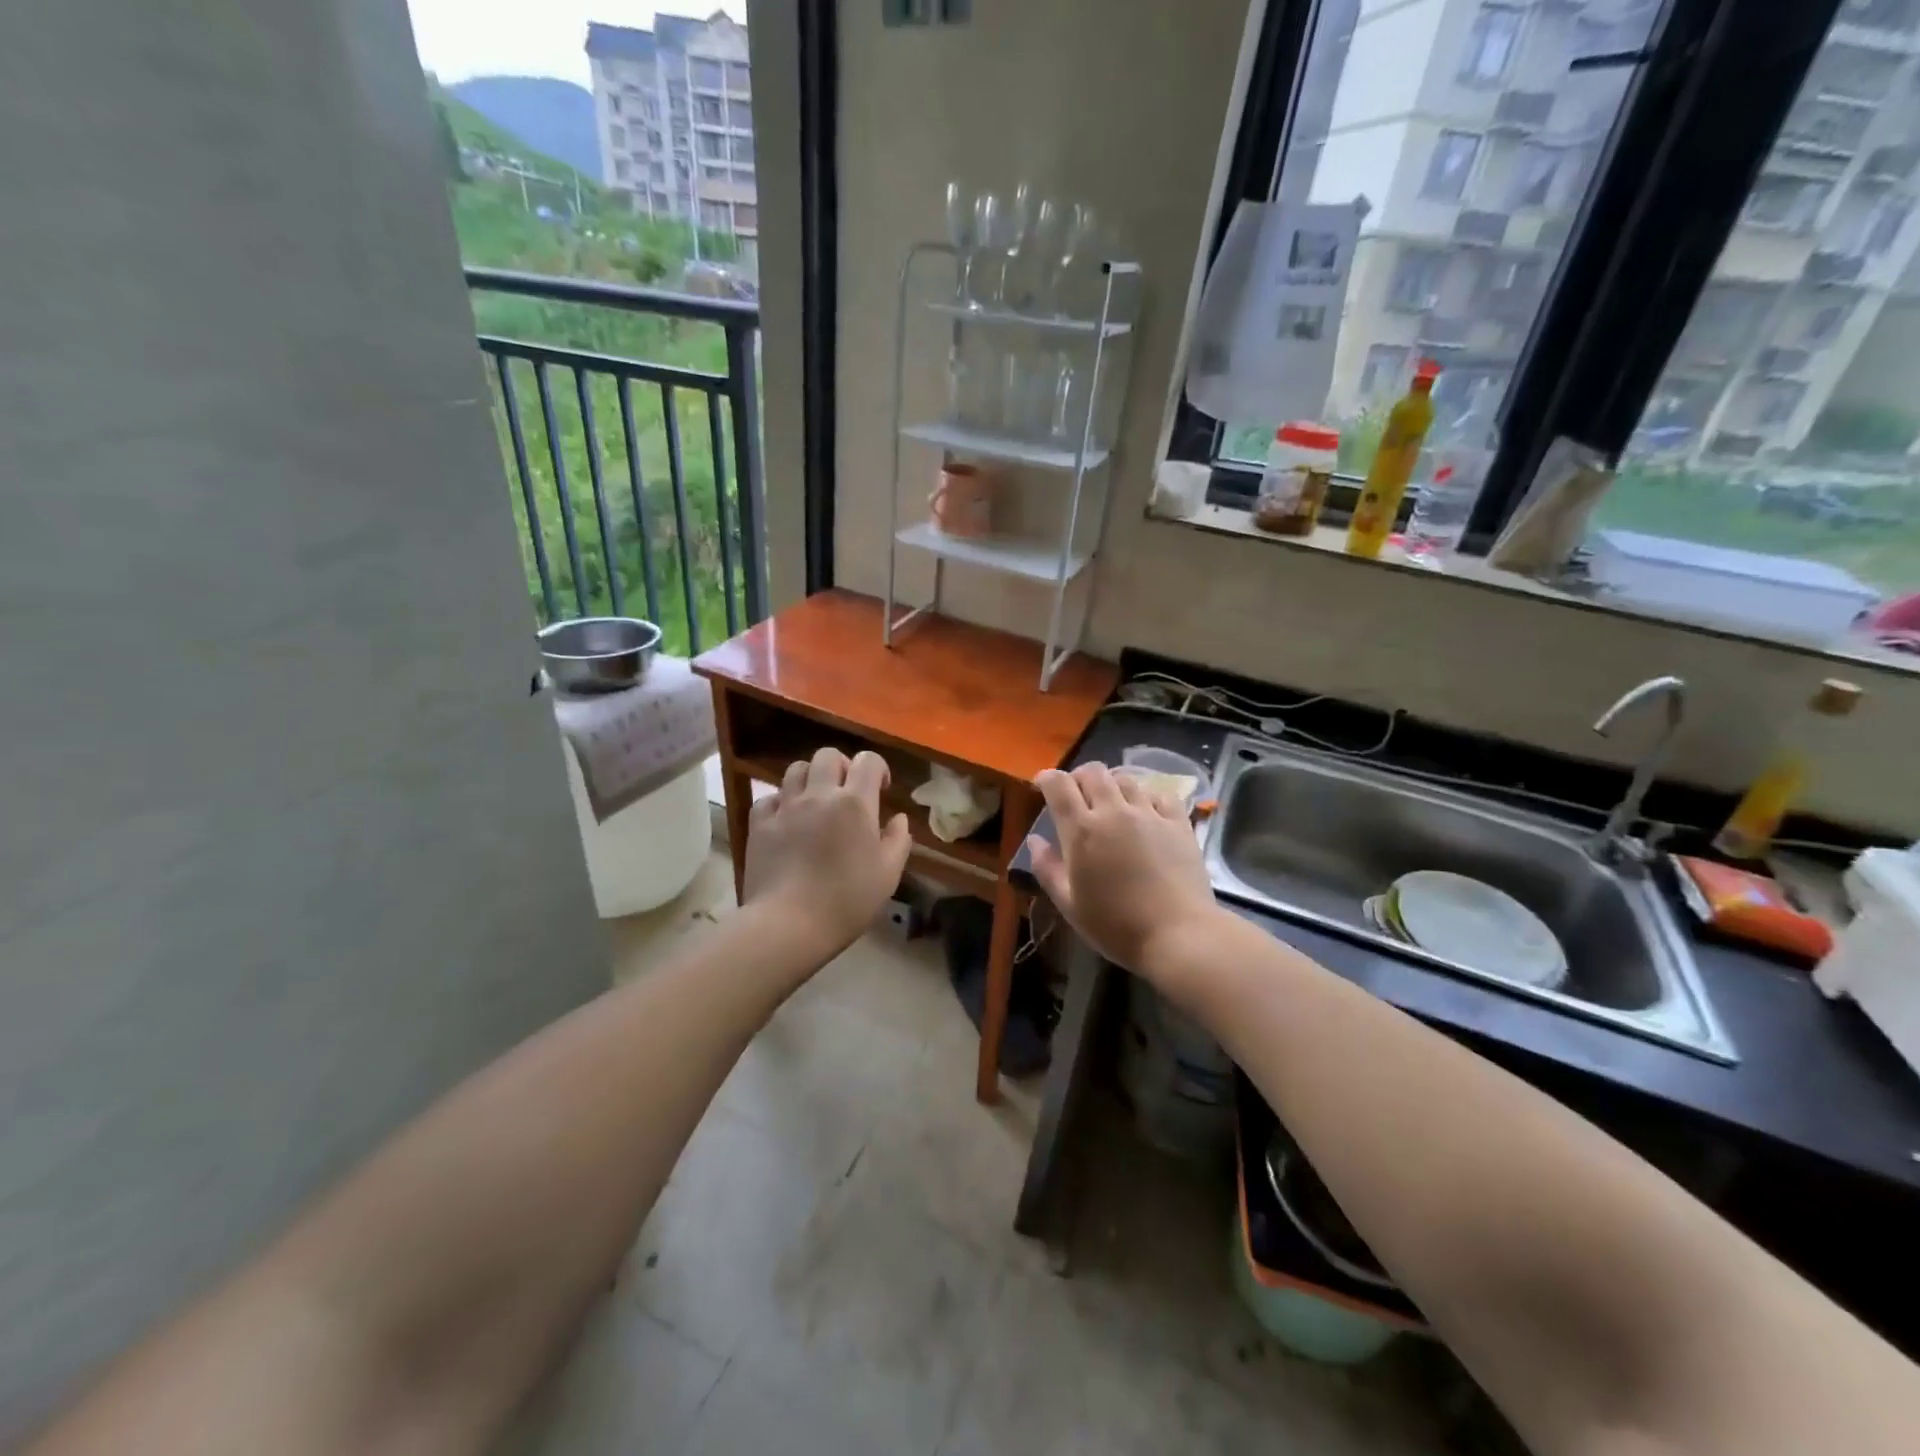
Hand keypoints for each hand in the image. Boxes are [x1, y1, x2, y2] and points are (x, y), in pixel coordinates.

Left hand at [742, 747, 912, 959]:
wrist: (788, 924)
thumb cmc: (847, 900)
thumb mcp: (888, 875)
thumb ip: (898, 840)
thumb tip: (898, 818)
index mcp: (855, 803)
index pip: (868, 761)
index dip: (878, 768)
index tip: (881, 789)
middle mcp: (819, 795)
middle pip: (827, 756)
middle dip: (841, 766)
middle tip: (847, 792)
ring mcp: (785, 807)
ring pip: (795, 769)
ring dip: (810, 778)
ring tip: (816, 801)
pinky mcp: (759, 824)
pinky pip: (769, 798)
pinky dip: (781, 802)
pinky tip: (787, 820)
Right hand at [1027, 763, 1221, 979]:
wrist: (1178, 935)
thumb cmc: (1116, 925)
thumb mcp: (1069, 904)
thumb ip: (1047, 868)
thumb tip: (1035, 839)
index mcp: (1082, 830)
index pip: (1058, 785)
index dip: (1047, 778)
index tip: (1042, 784)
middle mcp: (1113, 811)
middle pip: (1093, 772)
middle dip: (1079, 777)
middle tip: (1076, 795)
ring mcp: (1149, 814)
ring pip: (1126, 779)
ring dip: (1112, 785)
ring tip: (1111, 803)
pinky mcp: (1178, 822)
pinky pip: (1160, 794)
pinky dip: (1147, 797)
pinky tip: (1146, 812)